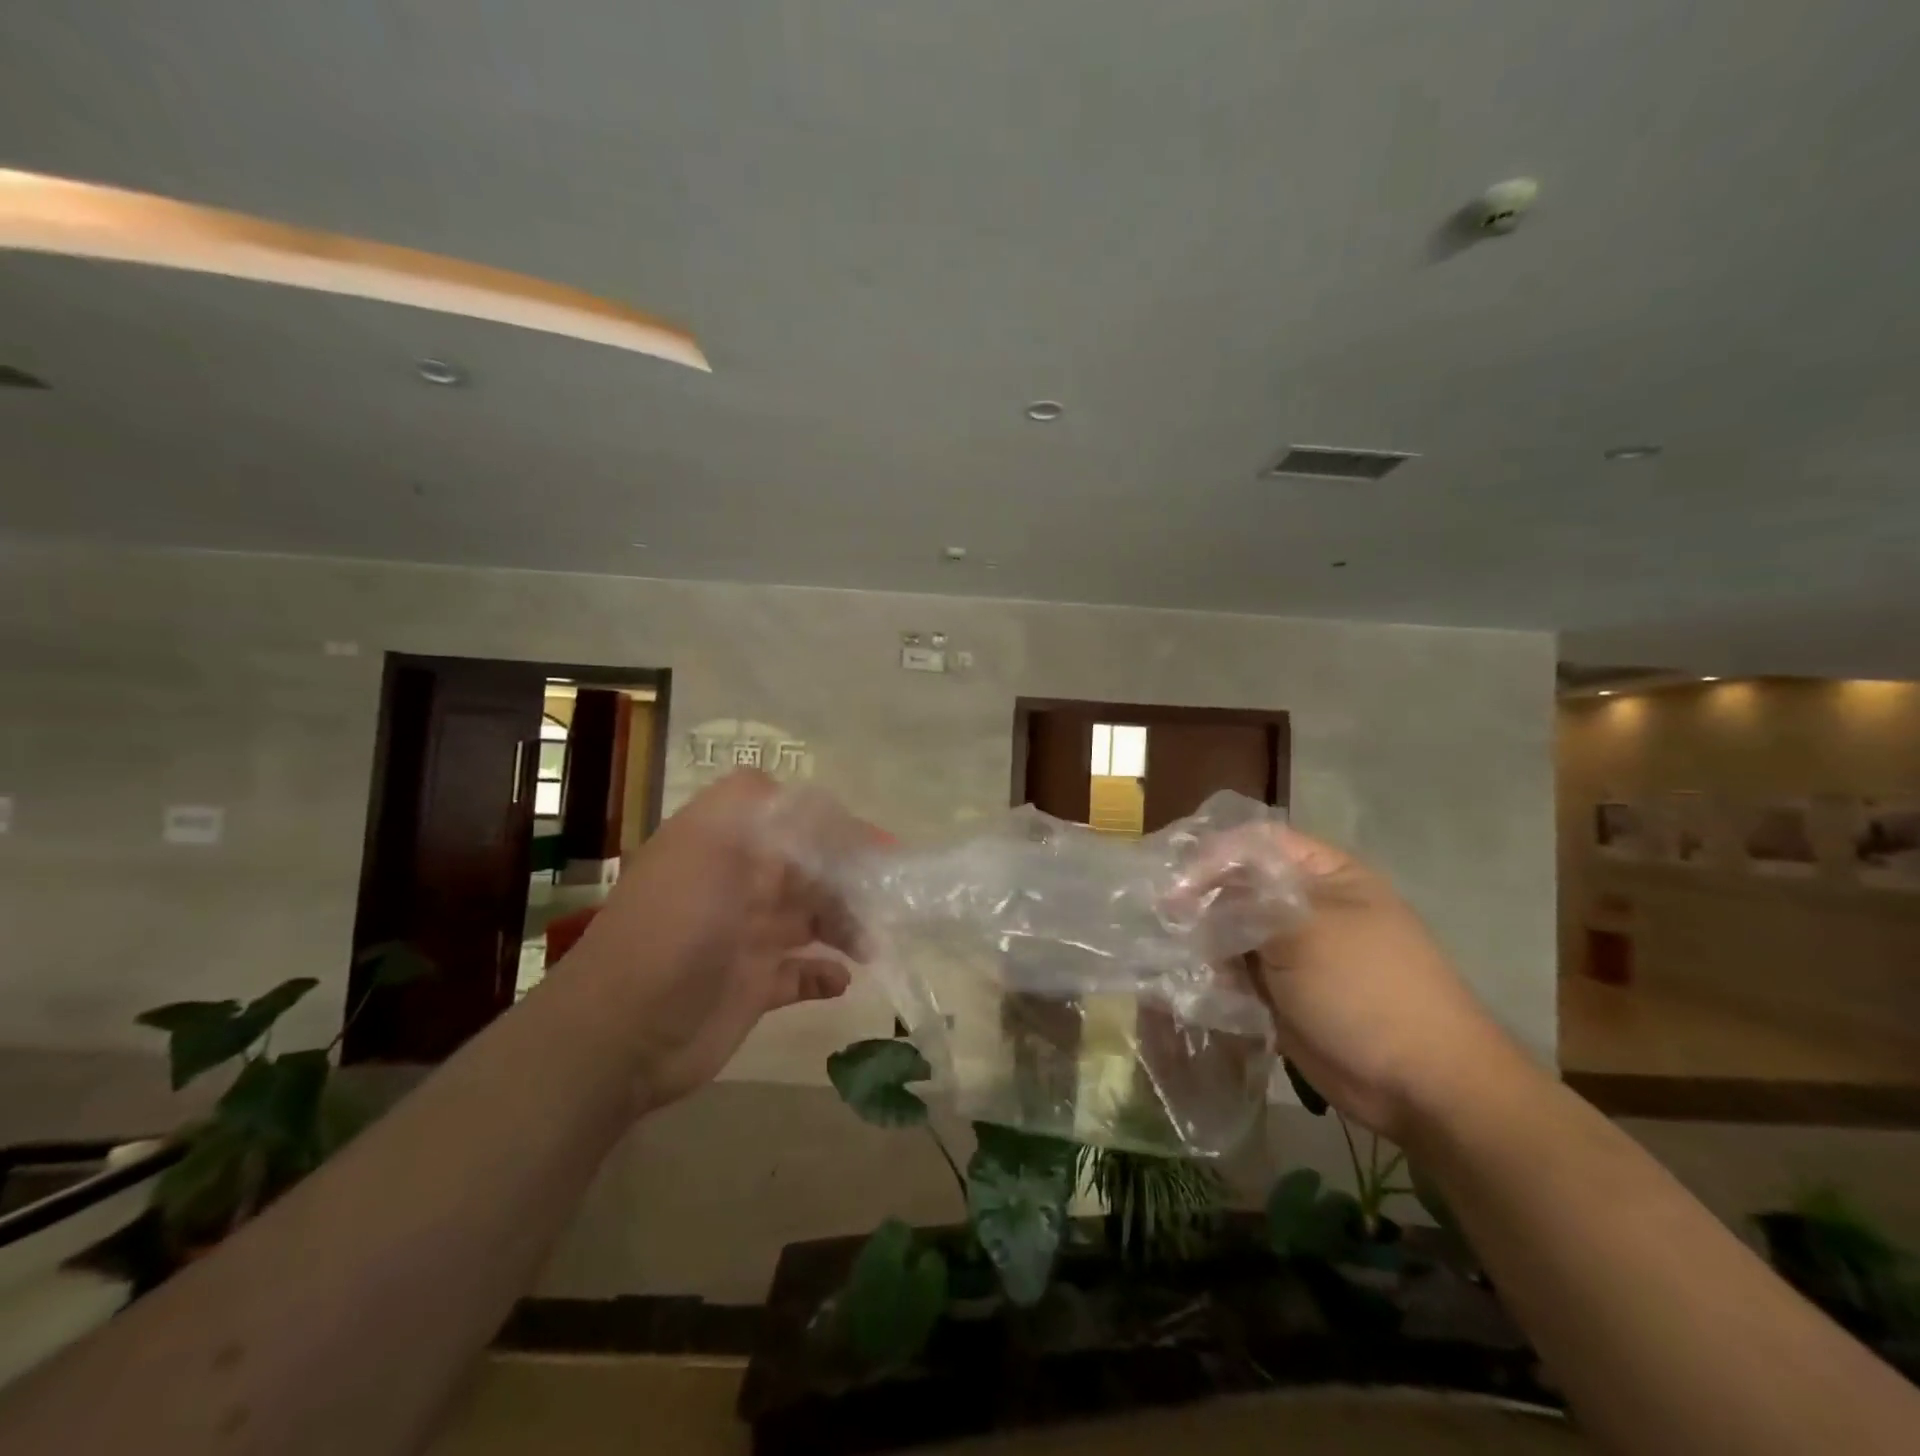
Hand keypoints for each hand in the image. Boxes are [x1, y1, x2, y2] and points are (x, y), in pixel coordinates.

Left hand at [564, 770, 877, 1111]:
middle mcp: (738, 884)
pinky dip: (825, 973)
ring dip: (845, 924)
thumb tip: (809, 800)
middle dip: (849, 878)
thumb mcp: (707, 842)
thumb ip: (754, 805)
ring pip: (811, 918)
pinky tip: (841, 979)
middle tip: (890, 895)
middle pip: (808, 870)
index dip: (833, 827)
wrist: (623, 1030)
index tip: (875, 845)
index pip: (791, 820)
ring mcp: (746, 936)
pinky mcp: (753, 985)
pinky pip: (801, 973)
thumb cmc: (675, 926)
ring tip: (871, 942)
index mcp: (725, 845)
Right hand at [1191, 825, 1510, 1141]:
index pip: (1255, 844)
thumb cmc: (1368, 990)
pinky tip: (1194, 982)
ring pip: (1230, 930)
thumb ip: (1243, 904)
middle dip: (1201, 901)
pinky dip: (1213, 975)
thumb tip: (1186, 893)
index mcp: (1325, 875)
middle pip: (1237, 886)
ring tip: (1177, 956)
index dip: (1213, 855)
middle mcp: (1305, 905)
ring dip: (1204, 942)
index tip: (1176, 884)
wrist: (1420, 1085)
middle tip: (1165, 920)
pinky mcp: (1279, 991)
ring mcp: (1292, 951)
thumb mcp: (1305, 932)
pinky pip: (1234, 971)